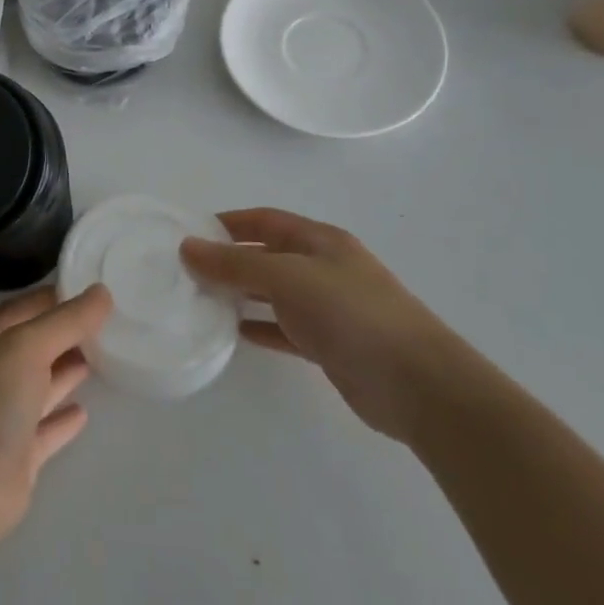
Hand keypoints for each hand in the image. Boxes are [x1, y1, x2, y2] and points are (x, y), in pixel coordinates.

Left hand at [0, 285, 112, 548]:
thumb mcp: (28, 345)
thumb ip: (66, 321)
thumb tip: (102, 292)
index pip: (27, 307)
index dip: (58, 296)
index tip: (95, 288)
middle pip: (36, 346)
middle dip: (67, 334)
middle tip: (110, 322)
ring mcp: (5, 415)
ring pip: (42, 386)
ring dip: (66, 372)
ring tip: (103, 357)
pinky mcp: (18, 455)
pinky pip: (46, 430)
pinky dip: (63, 420)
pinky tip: (84, 413)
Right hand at [181, 208, 472, 443]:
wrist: (418, 385)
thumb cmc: (351, 315)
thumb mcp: (287, 278)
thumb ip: (235, 264)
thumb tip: (187, 246)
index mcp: (319, 241)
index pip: (264, 220)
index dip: (227, 223)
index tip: (188, 234)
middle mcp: (323, 267)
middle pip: (266, 254)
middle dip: (228, 259)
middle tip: (185, 271)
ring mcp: (328, 307)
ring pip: (272, 292)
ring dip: (239, 294)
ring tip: (199, 300)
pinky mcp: (329, 344)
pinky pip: (283, 328)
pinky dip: (258, 327)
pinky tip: (232, 333)